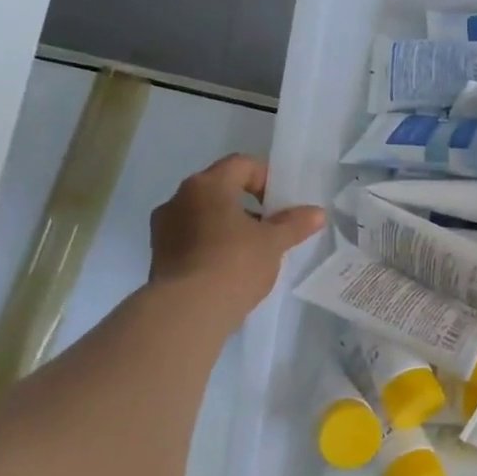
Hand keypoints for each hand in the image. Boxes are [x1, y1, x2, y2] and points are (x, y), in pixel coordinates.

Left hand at [150, 155, 323, 323]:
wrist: (188, 311)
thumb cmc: (234, 264)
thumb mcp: (273, 243)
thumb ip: (295, 224)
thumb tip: (317, 213)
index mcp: (207, 185)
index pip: (241, 164)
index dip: (267, 178)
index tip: (282, 203)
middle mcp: (179, 198)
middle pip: (220, 188)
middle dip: (248, 203)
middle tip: (271, 226)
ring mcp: (164, 226)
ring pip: (204, 213)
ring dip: (228, 224)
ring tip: (252, 250)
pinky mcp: (159, 253)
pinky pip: (192, 237)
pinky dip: (212, 243)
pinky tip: (229, 267)